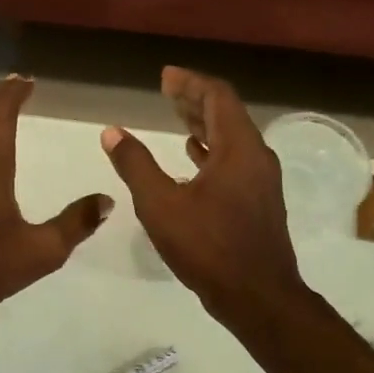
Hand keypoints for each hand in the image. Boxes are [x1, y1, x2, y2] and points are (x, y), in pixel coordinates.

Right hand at [100, 67, 308, 325]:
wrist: (258, 296)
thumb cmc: (208, 247)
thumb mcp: (161, 205)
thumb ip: (135, 165)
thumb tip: (111, 132)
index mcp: (238, 148)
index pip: (218, 97)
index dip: (190, 83)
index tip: (165, 76)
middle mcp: (256, 157)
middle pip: (227, 114)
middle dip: (195, 100)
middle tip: (167, 91)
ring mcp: (261, 181)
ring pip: (231, 139)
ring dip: (203, 125)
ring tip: (176, 118)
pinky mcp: (258, 202)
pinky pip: (234, 162)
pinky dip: (211, 152)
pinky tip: (193, 158)